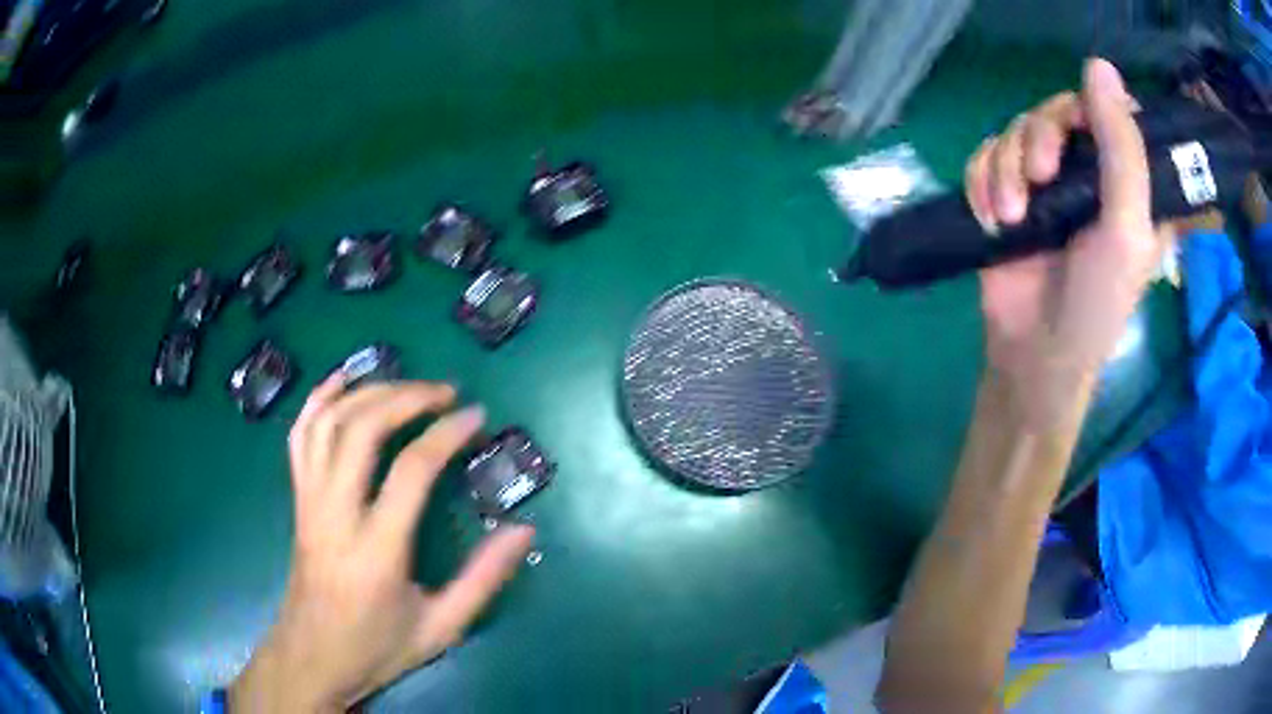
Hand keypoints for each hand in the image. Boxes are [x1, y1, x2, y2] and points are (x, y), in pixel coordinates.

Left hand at [230, 378, 534, 712]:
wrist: (312, 656)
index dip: (446, 433)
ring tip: (406, 386)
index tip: (475, 416)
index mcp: (377, 550)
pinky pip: (299, 437)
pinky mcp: (297, 499)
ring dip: (368, 392)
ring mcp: (309, 502)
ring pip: (328, 423)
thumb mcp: (442, 627)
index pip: (411, 469)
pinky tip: (341, 381)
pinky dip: (319, 400)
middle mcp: (336, 514)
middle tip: (445, 393)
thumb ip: (484, 579)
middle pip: (362, 430)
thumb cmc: (377, 646)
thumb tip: (524, 531)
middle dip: (407, 397)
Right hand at [964, 59, 1171, 428]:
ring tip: (1012, 215)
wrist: (1035, 354)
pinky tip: (992, 218)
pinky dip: (982, 181)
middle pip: (1055, 111)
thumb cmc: (1096, 304)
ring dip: (1007, 168)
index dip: (1092, 108)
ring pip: (1015, 131)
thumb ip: (1123, 151)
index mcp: (1127, 182)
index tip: (1080, 132)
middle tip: (1040, 177)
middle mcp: (1087, 173)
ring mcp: (1044, 183)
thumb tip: (1100, 66)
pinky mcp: (1006, 194)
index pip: (1111, 112)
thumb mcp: (1126, 230)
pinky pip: (984, 156)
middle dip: (1039, 139)